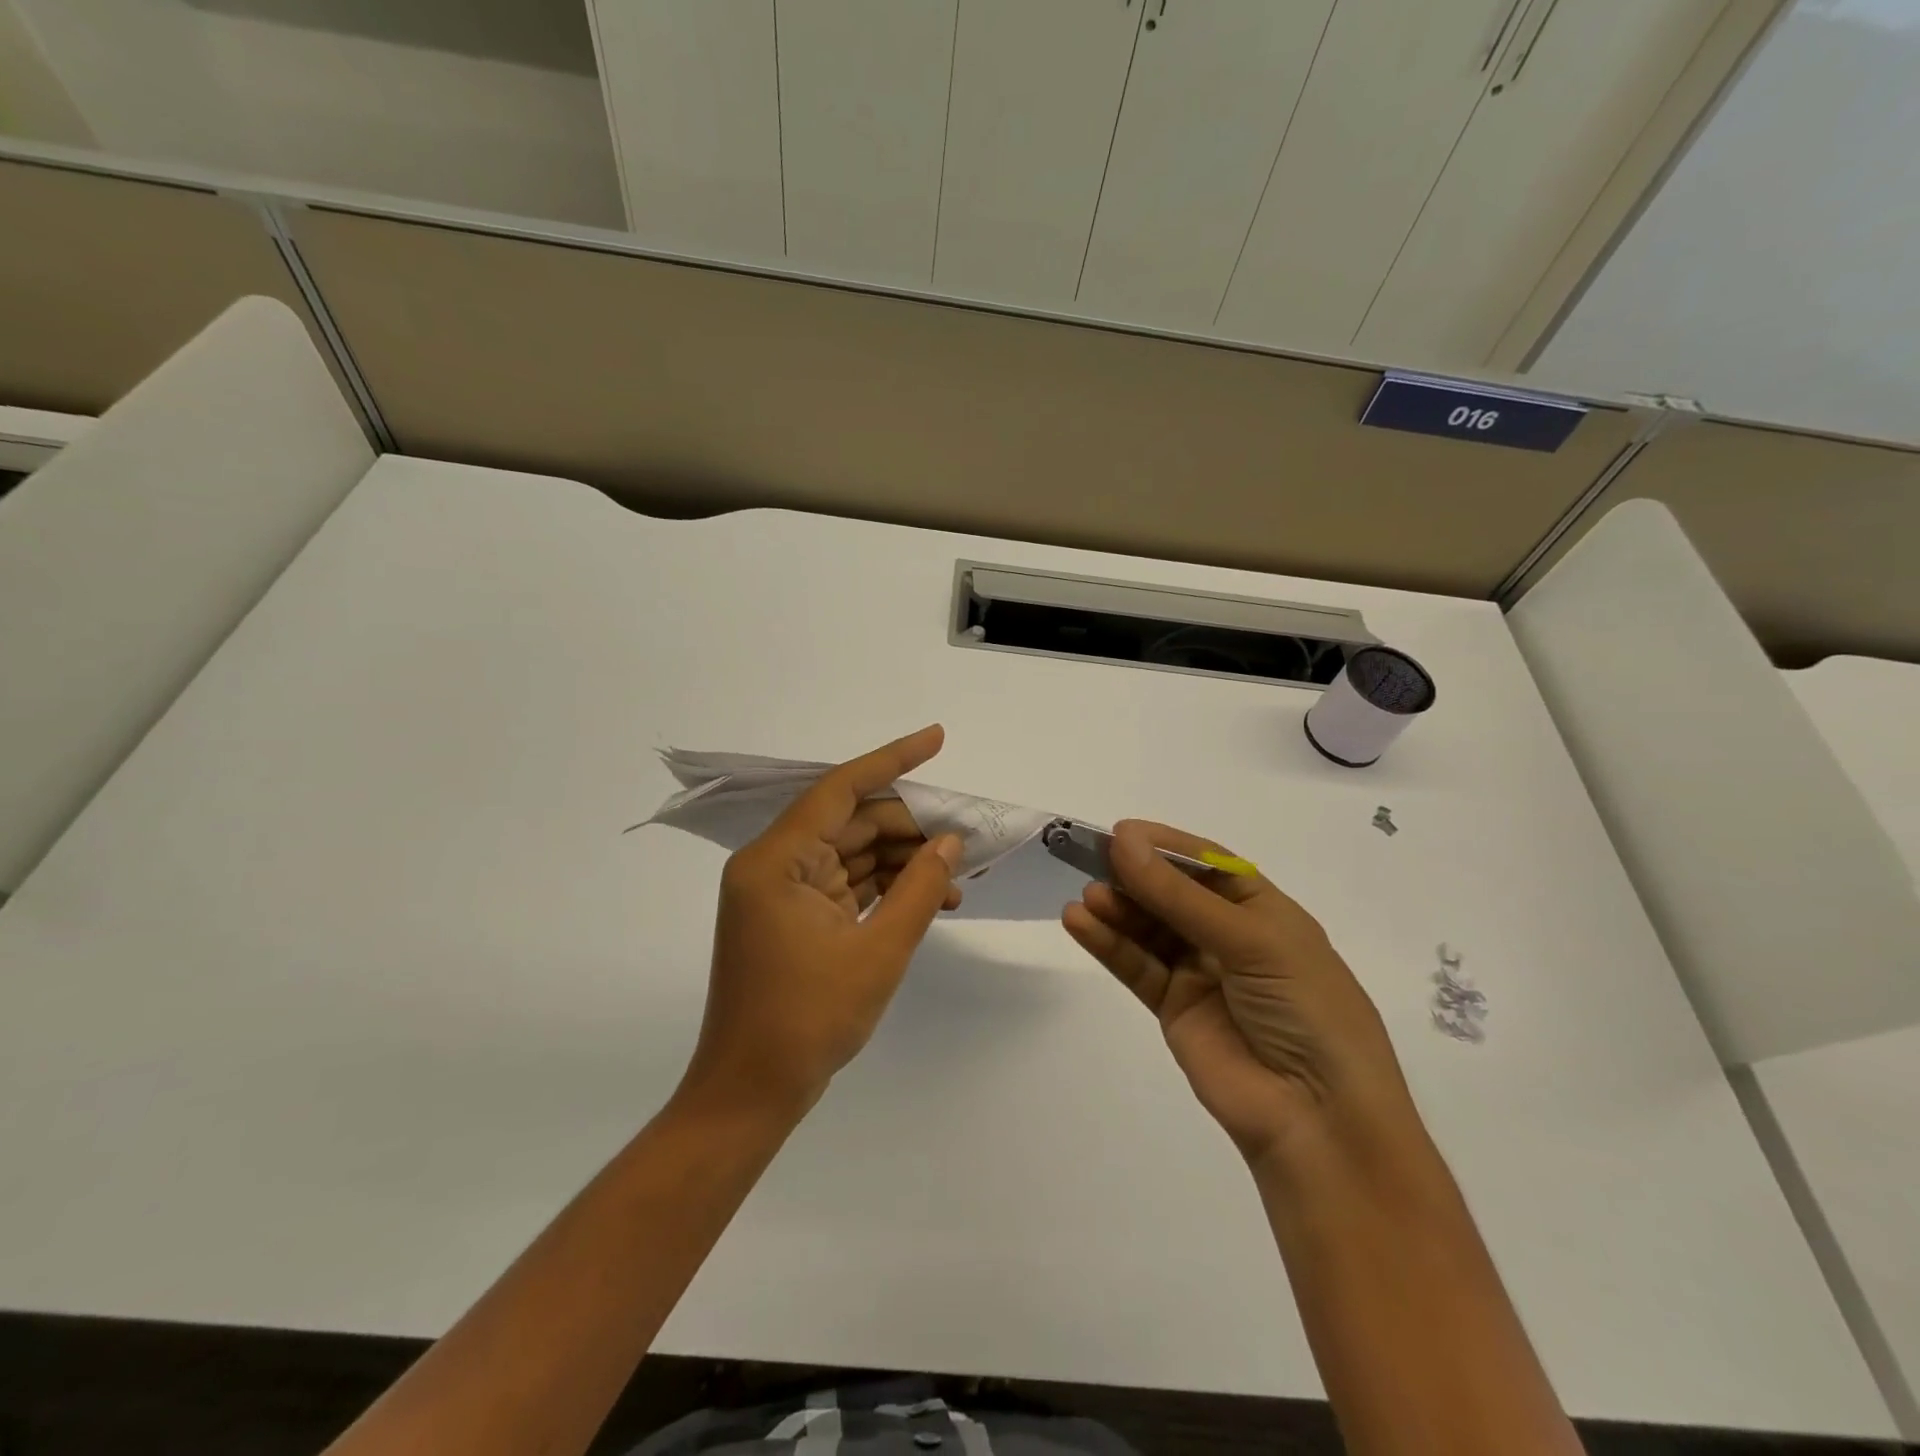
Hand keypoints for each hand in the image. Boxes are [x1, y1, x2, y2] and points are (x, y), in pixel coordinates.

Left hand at [681, 725, 963, 1117]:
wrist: (750, 1094)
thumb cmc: (808, 1022)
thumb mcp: (878, 952)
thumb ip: (920, 890)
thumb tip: (951, 843)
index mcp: (776, 861)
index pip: (841, 790)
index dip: (893, 760)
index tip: (936, 739)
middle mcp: (773, 865)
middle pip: (852, 823)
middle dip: (911, 828)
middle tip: (966, 840)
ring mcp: (782, 892)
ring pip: (853, 853)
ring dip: (904, 862)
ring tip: (958, 876)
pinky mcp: (793, 917)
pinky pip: (847, 884)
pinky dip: (886, 888)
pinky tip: (932, 898)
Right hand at [1063, 821, 1413, 1170]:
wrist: (1318, 1119)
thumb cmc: (1305, 1009)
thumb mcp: (1251, 941)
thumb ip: (1179, 896)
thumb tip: (1123, 841)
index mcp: (1263, 910)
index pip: (1207, 864)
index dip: (1165, 845)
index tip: (1121, 832)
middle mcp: (1229, 935)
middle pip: (1172, 893)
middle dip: (1134, 874)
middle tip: (1089, 858)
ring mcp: (1200, 972)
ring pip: (1149, 928)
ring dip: (1117, 909)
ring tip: (1086, 898)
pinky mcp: (1173, 1007)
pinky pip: (1136, 966)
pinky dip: (1108, 944)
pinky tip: (1079, 923)